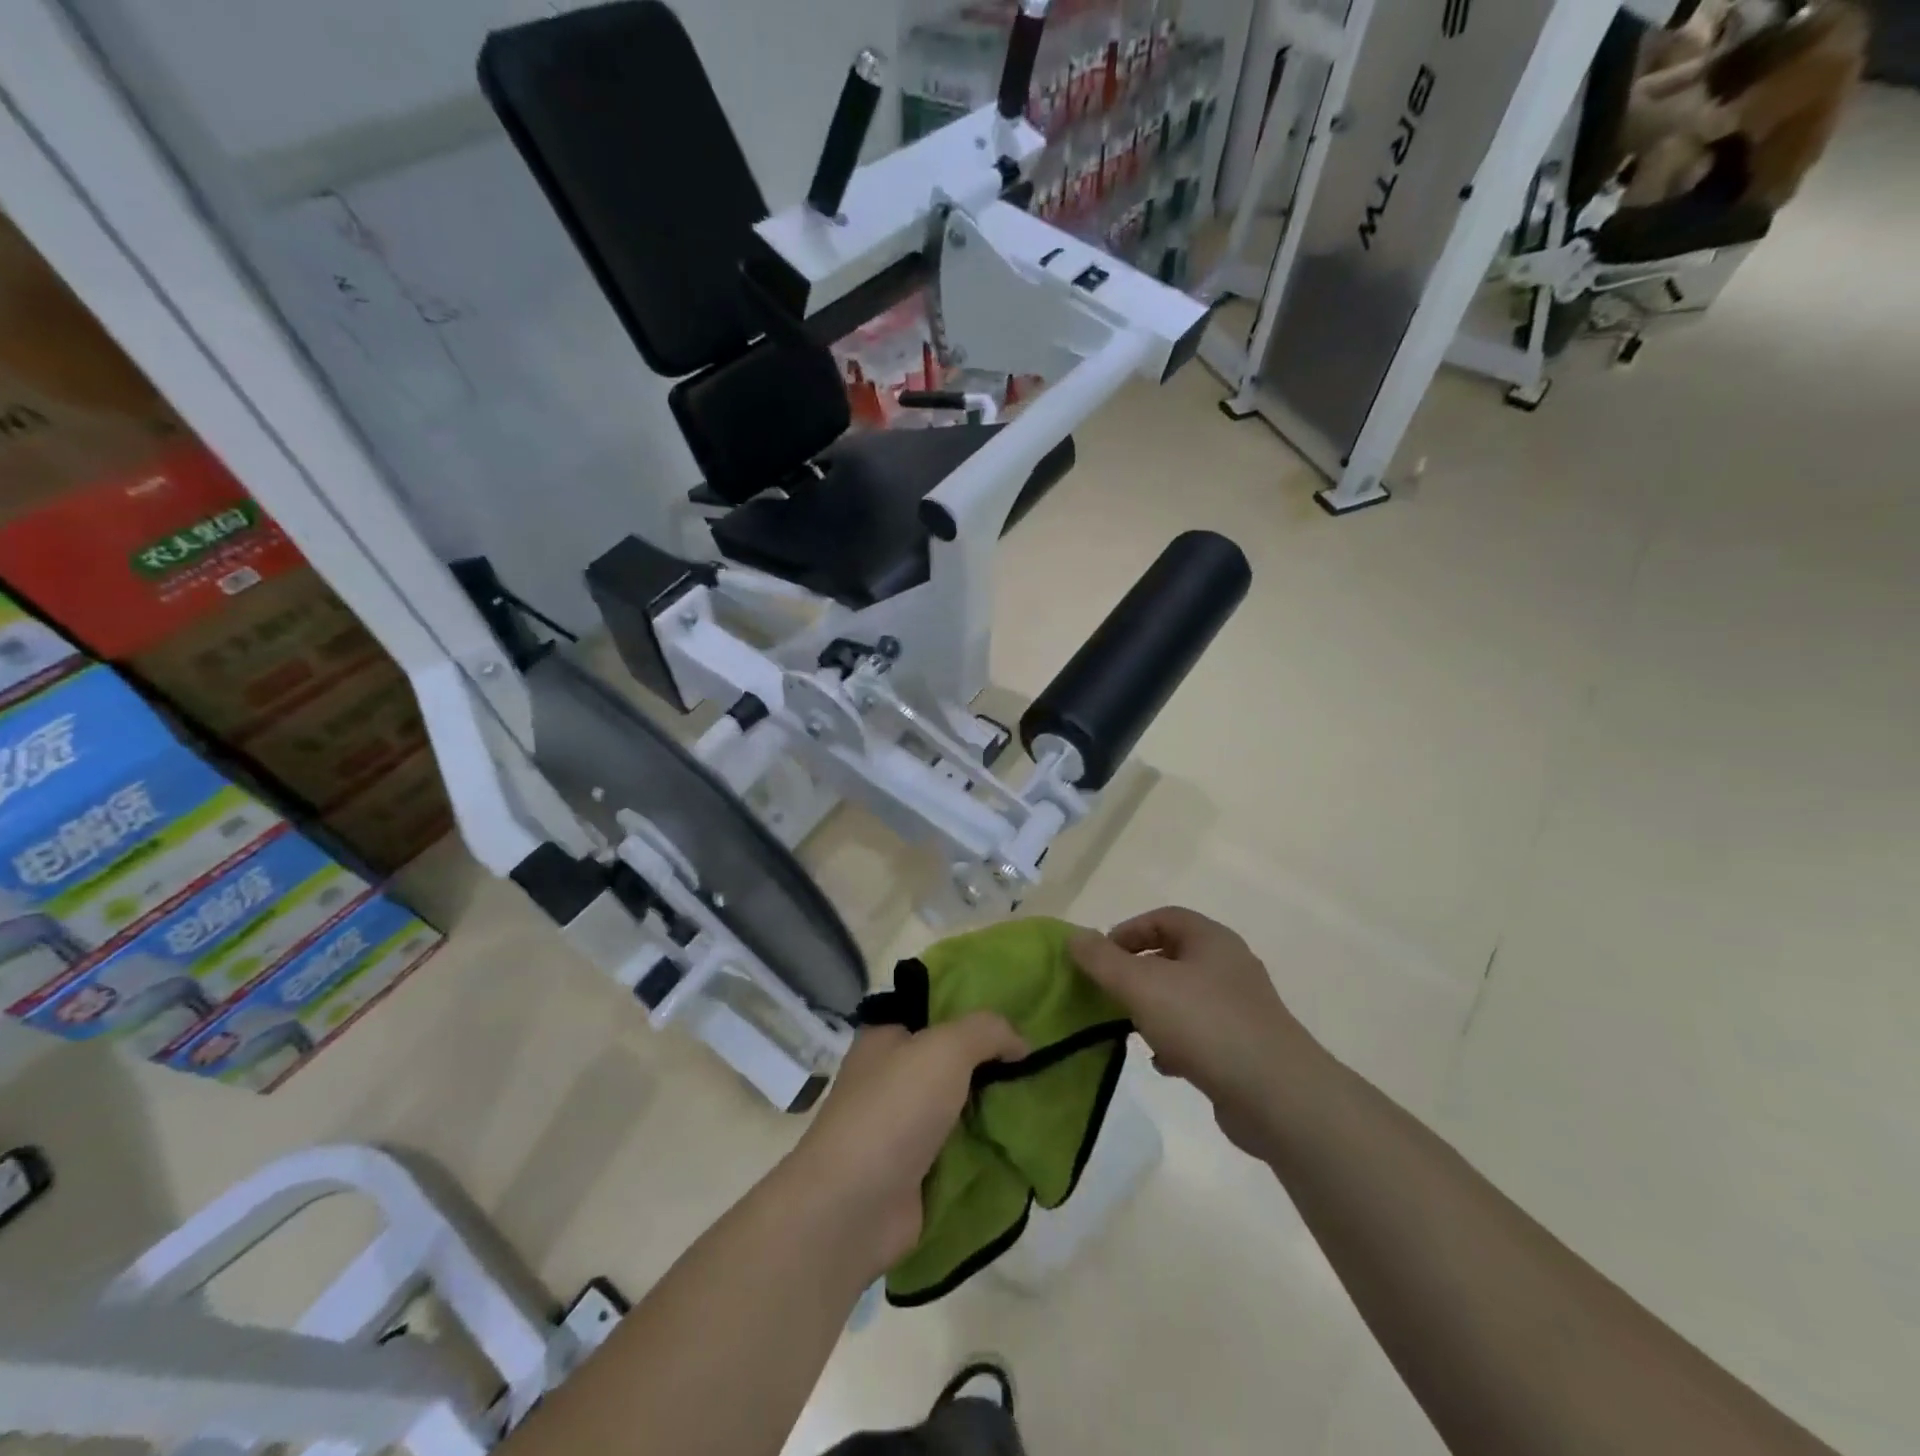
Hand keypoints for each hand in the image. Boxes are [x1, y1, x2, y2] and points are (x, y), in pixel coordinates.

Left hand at [784, 1014, 1027, 1276]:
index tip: (1017, 1020)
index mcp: (886, 1038)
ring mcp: (902, 1128)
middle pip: (951, 1061)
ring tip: (1042, 1100)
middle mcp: (891, 1078)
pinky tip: (1024, 1143)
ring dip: (993, 1109)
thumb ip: (987, 1032)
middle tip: (1039, 1063)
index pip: (934, 1012)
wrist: (854, 1206)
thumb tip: (1021, 1043)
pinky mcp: (915, 1173)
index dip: (974, 1013)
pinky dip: (986, 1150)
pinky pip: (960, 1151)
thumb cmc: (894, 1109)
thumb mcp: (946, 1049)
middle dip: (991, 1064)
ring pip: (959, 1107)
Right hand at [1071, 907, 1318, 1153]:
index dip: (1128, 930)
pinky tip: (1161, 1064)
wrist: (1279, 1097)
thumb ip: (1103, 960)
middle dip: (1137, 972)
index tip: (1100, 956)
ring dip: (1154, 1009)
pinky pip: (1200, 1033)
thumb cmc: (1206, 1025)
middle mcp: (1230, 966)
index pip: (1163, 917)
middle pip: (1173, 956)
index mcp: (1211, 940)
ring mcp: (1241, 1008)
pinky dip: (1176, 1042)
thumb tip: (1074, 936)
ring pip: (1185, 997)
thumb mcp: (1142, 985)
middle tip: (1109, 992)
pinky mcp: (1245, 1048)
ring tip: (1130, 1028)